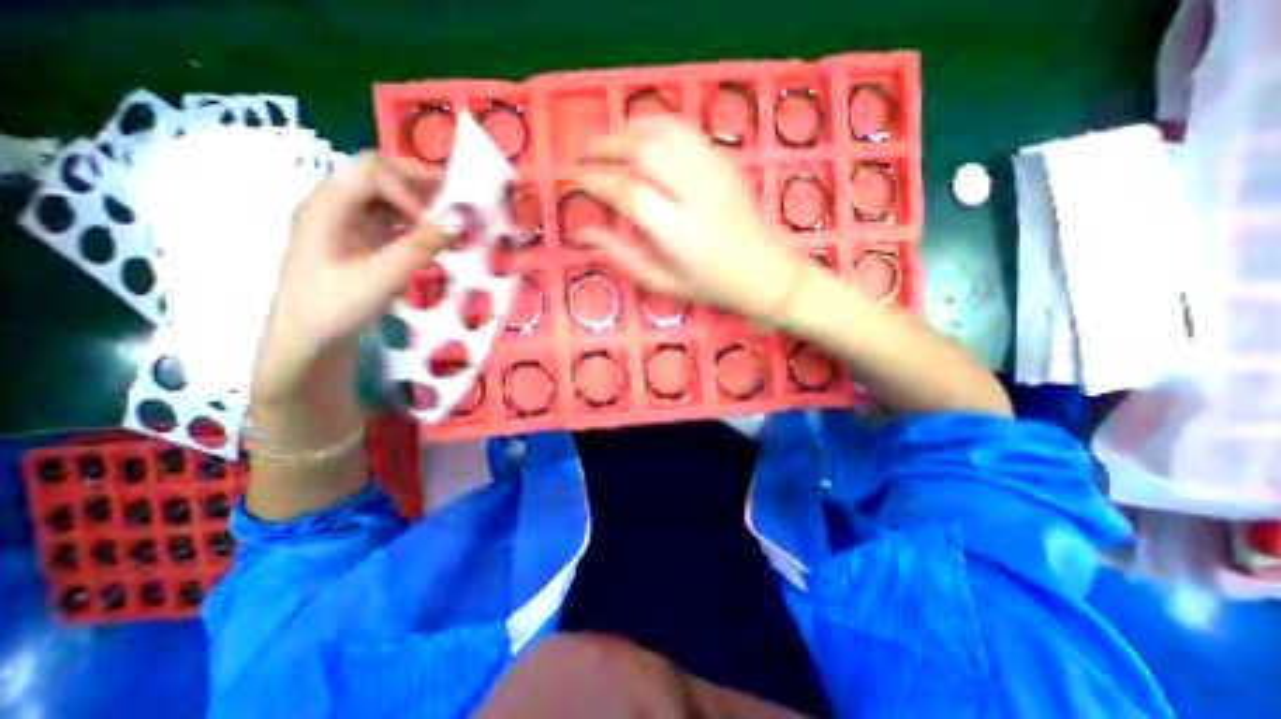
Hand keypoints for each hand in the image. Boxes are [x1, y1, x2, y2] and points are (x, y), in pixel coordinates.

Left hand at [253, 152, 445, 404]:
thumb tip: (457, 224)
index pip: (373, 172)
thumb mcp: (379, 278)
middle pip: (378, 174)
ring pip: (386, 195)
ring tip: (449, 219)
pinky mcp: (359, 241)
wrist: (309, 341)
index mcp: (328, 207)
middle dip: (418, 185)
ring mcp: (347, 223)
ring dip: (419, 202)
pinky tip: (432, 237)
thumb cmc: (335, 308)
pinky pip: (390, 218)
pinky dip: (414, 221)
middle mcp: (335, 206)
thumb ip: (418, 248)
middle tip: (454, 203)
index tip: (433, 225)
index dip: (408, 190)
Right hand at [575, 117, 803, 325]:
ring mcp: (714, 173)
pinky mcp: (725, 162)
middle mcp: (695, 195)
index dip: (596, 181)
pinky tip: (643, 133)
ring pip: (664, 131)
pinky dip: (658, 125)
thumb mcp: (662, 282)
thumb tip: (583, 232)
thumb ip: (622, 255)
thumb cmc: (711, 285)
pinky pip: (686, 130)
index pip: (627, 193)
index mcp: (677, 232)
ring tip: (609, 140)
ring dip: (629, 129)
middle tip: (586, 153)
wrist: (766, 272)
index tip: (576, 178)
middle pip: (644, 151)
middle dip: (607, 145)